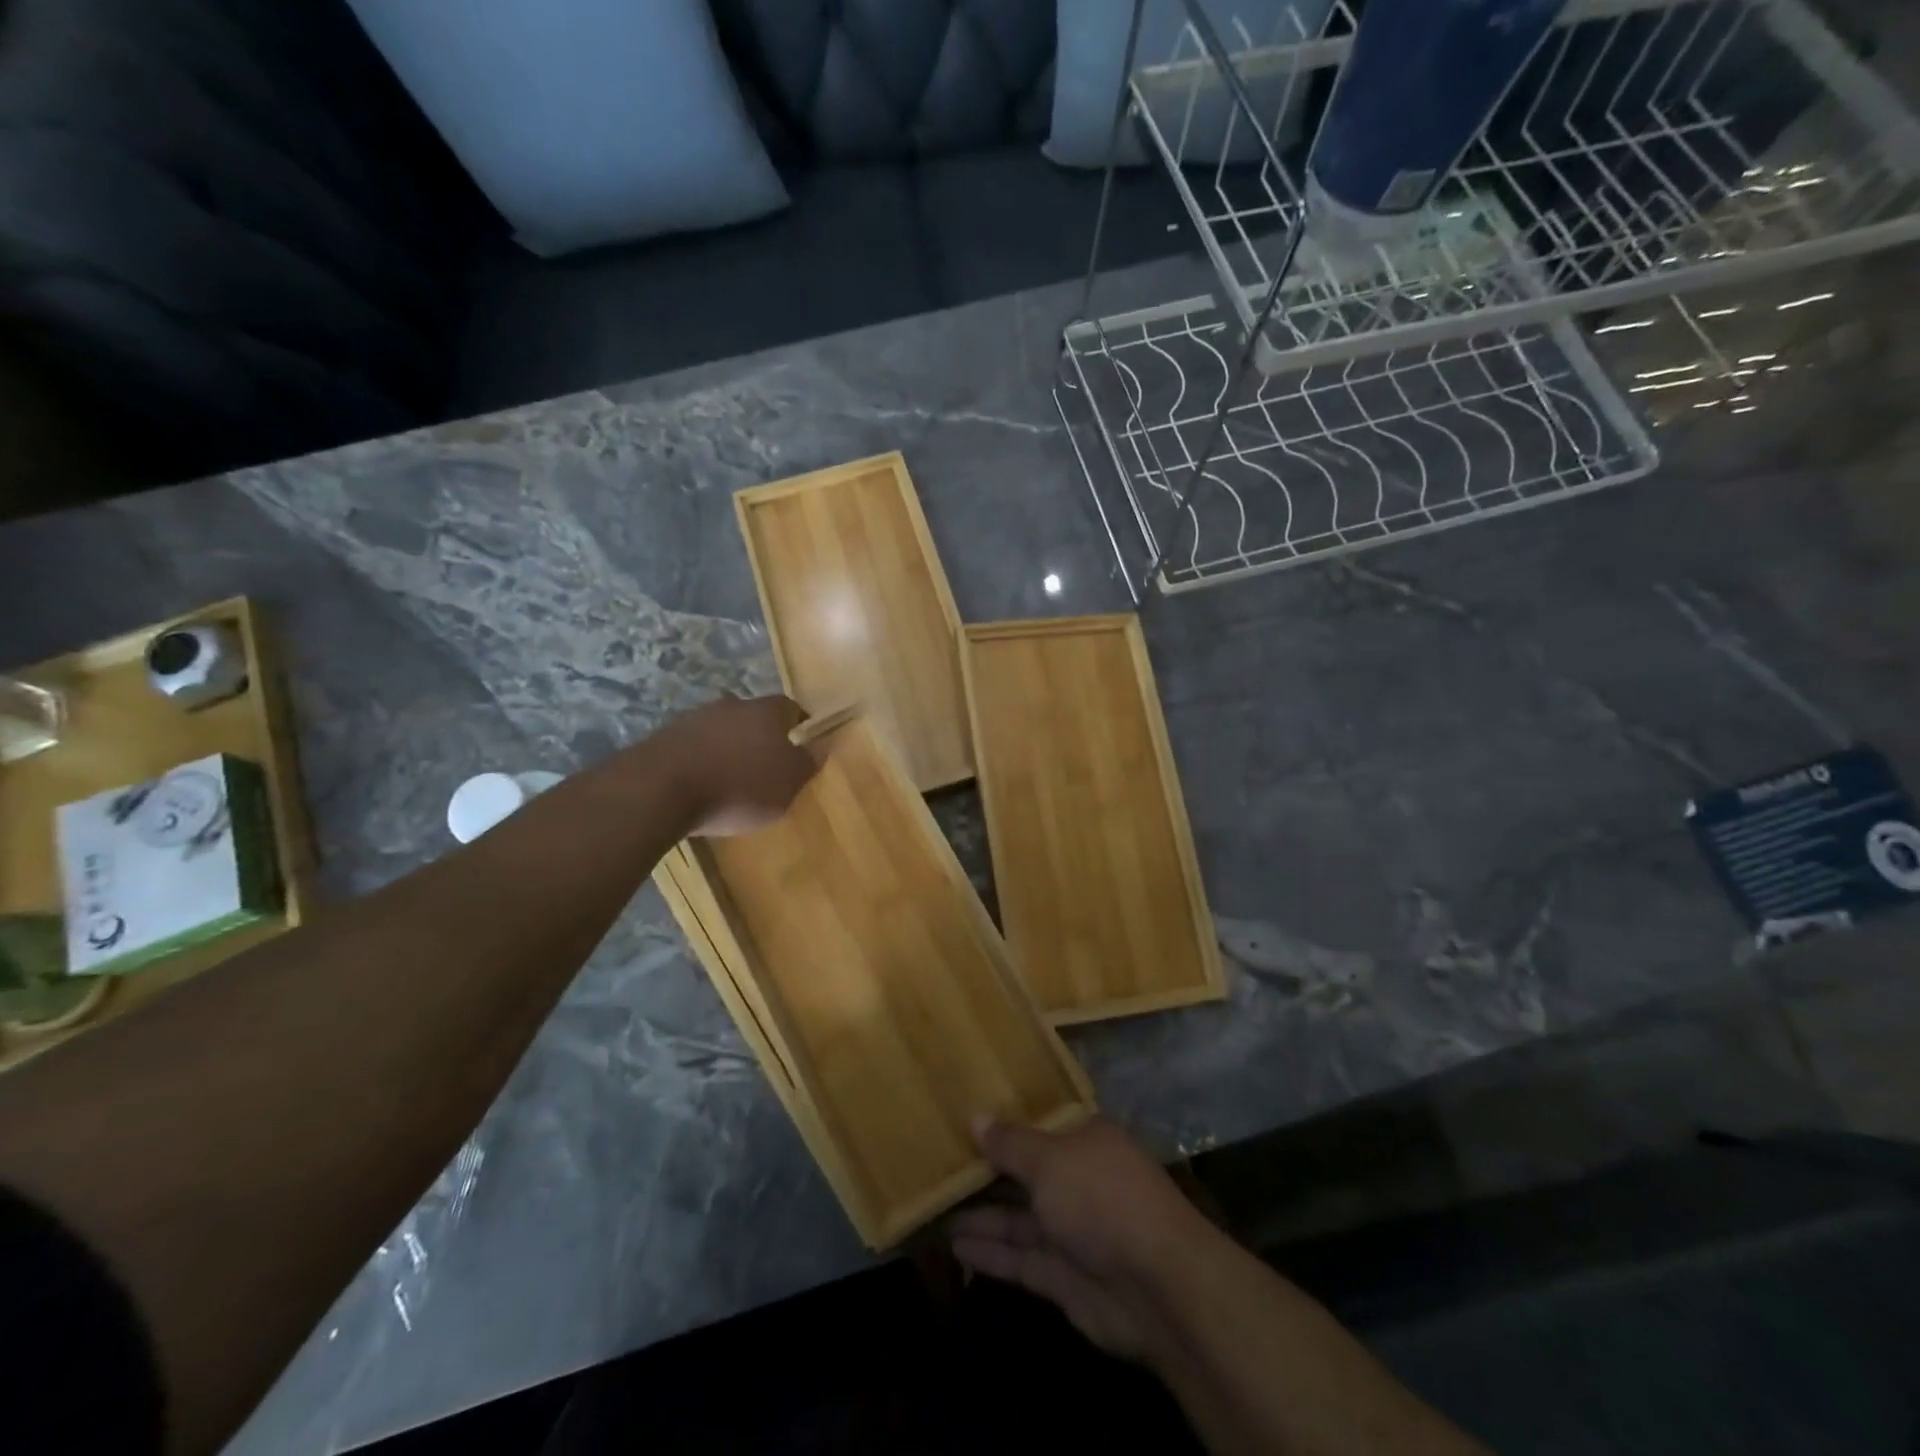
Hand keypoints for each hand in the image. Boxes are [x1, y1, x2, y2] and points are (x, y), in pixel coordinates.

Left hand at [662, 694, 817, 836]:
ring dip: (728, 748)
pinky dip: (702, 761)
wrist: (660, 789)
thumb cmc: (739, 787)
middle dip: (761, 737)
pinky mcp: (664, 737)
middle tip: (766, 766)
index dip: (798, 726)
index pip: (791, 708)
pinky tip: (700, 785)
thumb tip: (820, 746)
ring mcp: (694, 718)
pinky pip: (694, 746)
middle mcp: (732, 705)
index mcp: (767, 711)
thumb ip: (807, 764)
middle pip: (754, 717)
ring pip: (722, 729)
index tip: (802, 747)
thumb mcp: (788, 784)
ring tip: (730, 780)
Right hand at [947, 1116, 1209, 1362]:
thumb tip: (976, 1117)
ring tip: (933, 1209)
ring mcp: (1072, 1230)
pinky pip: (1020, 1257)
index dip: (1002, 1126)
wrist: (1157, 1287)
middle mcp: (1078, 1180)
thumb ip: (1010, 1144)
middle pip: (1024, 1174)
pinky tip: (954, 1247)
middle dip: (985, 1174)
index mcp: (1083, 1140)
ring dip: (980, 1216)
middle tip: (936, 1168)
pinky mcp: (1064, 1277)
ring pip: (1018, 1218)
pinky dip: (991, 1253)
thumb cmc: (1102, 1198)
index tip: (962, 1122)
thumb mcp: (1050, 1159)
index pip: (1038, 1127)